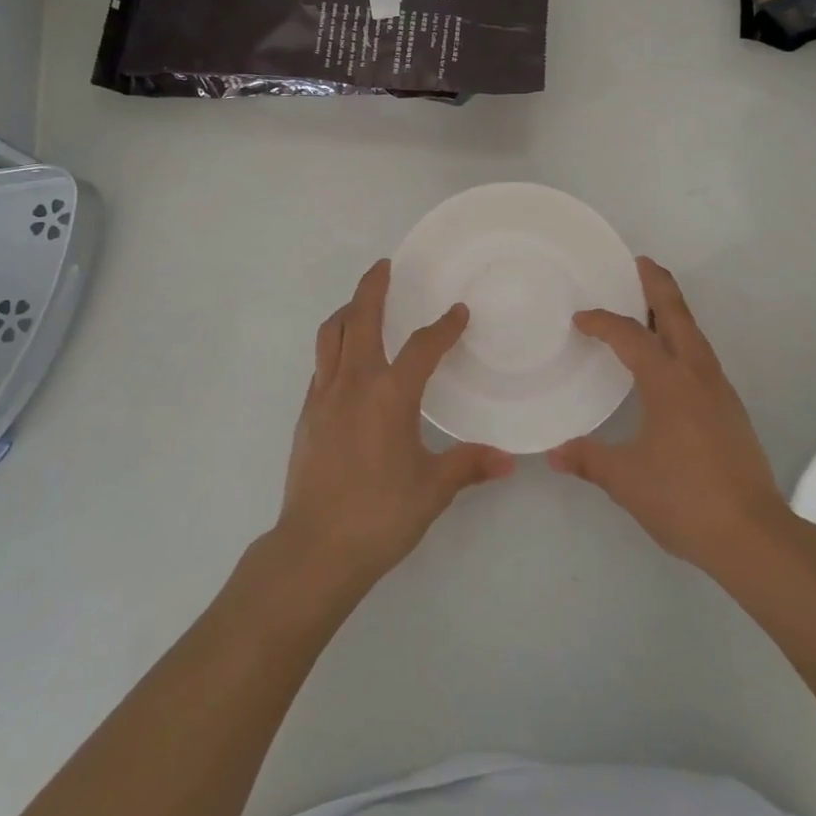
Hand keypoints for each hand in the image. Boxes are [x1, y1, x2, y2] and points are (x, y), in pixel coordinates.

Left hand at [276, 260, 515, 596]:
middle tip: (385, 266)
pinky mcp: (306, 413)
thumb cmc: (379, 515)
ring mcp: (323, 396)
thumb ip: (468, 465)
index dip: (443, 327)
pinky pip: (321, 363)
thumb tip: (509, 460)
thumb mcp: (432, 490)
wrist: (313, 549)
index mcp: (389, 395)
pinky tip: (346, 360)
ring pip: (330, 334)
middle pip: (360, 318)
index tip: (458, 313)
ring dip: (347, 311)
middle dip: (373, 287)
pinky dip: (334, 345)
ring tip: (361, 303)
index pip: (421, 346)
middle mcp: (353, 383)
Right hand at [548, 258, 792, 578]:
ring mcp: (719, 390)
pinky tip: (671, 361)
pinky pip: (701, 357)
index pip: (630, 336)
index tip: (580, 319)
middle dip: (658, 285)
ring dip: (672, 312)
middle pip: (677, 314)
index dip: (602, 322)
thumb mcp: (626, 480)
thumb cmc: (684, 498)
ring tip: (650, 305)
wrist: (754, 535)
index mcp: (668, 381)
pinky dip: (682, 340)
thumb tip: (554, 454)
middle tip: (639, 263)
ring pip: (694, 334)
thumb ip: (589, 460)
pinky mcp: (730, 409)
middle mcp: (697, 374)